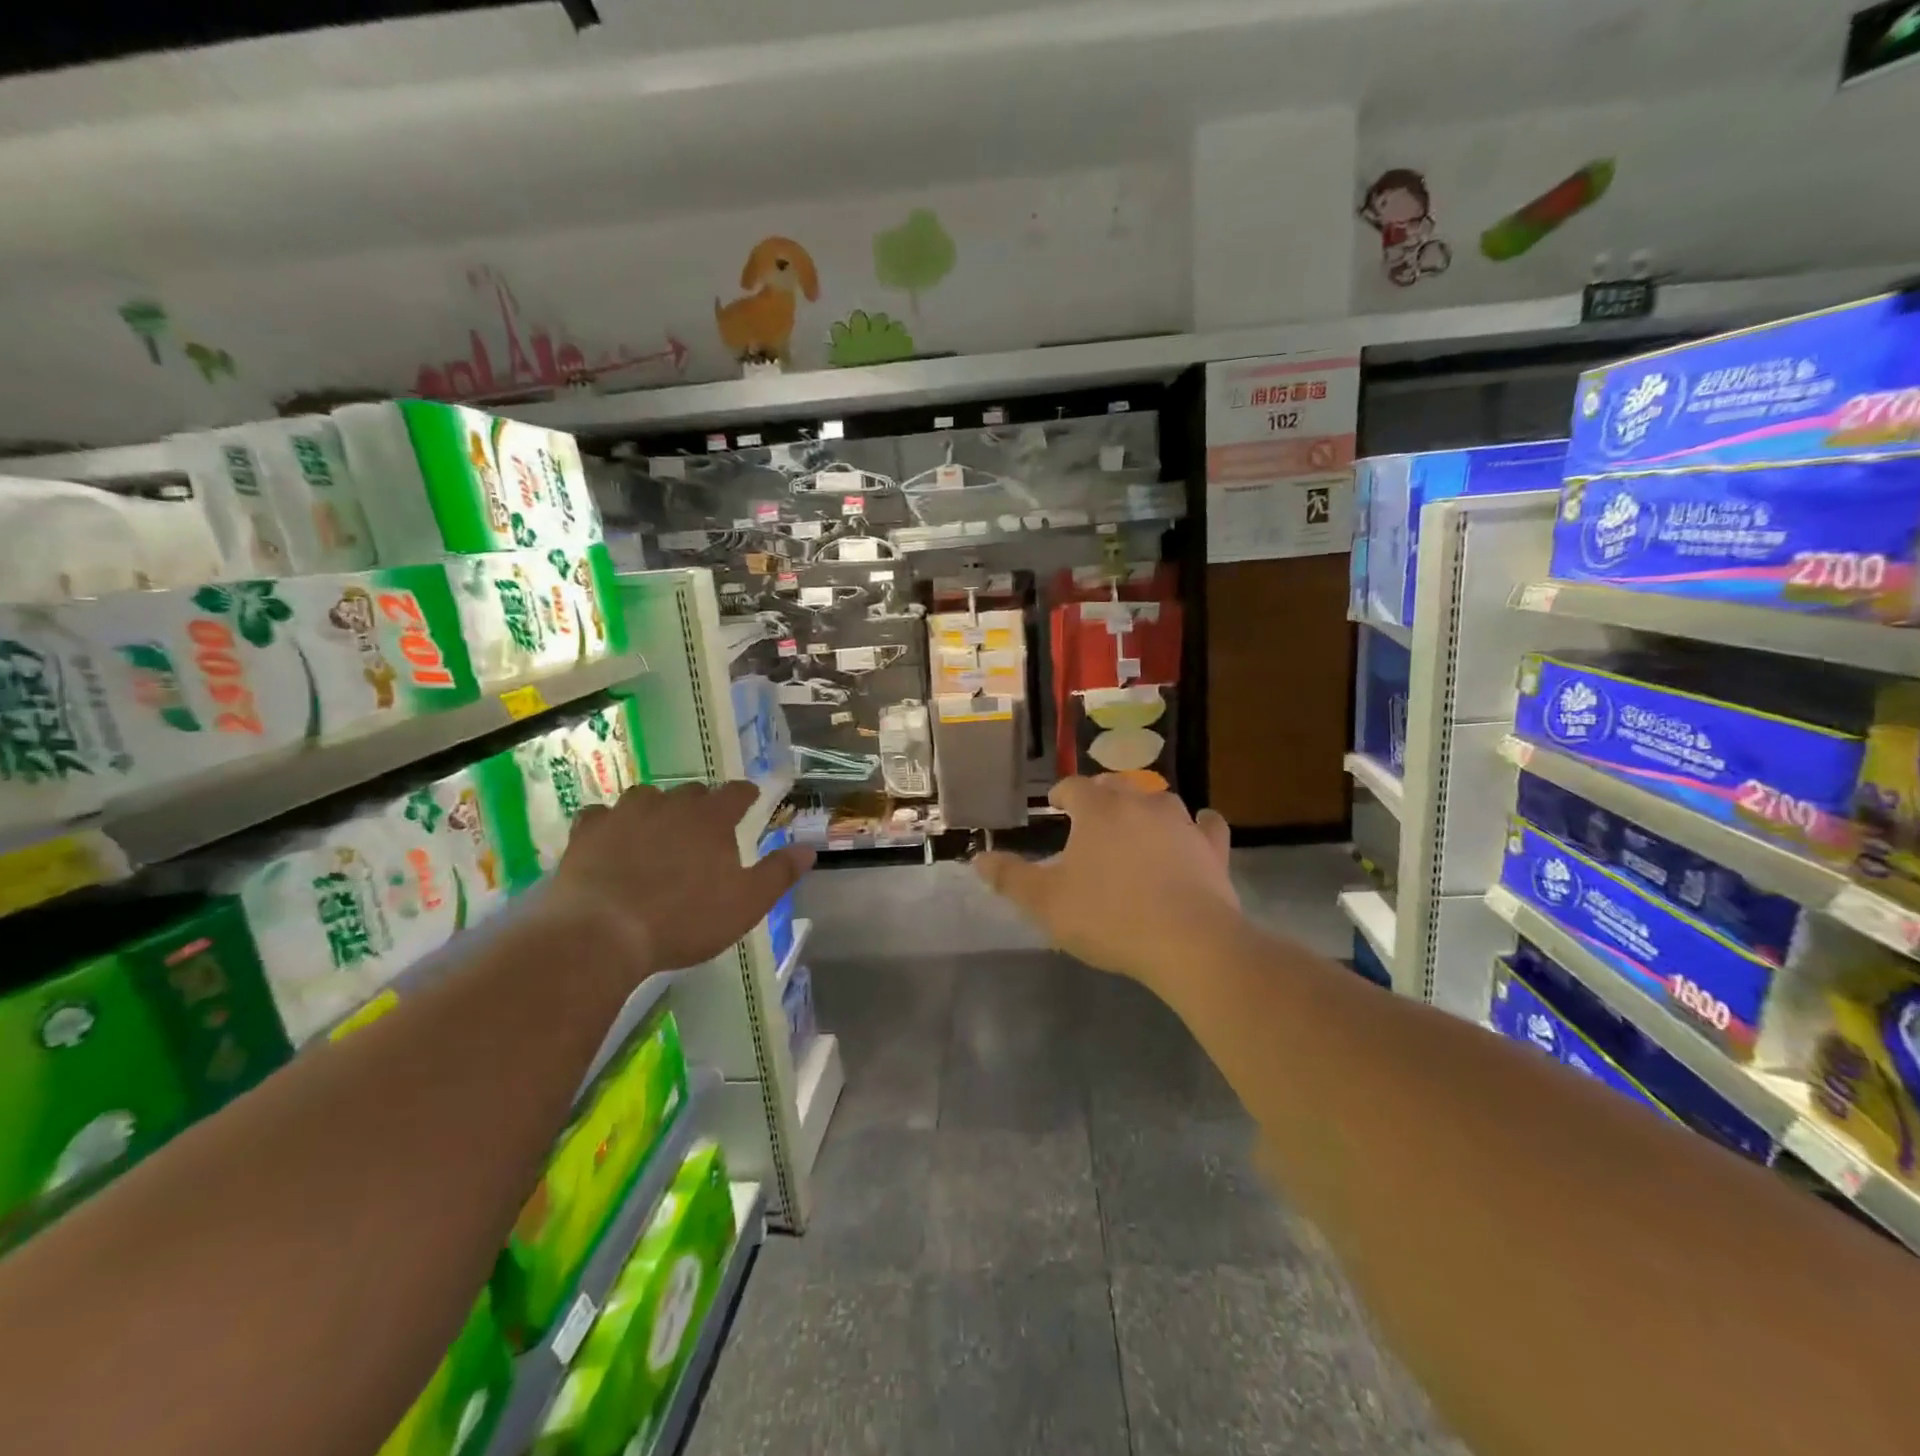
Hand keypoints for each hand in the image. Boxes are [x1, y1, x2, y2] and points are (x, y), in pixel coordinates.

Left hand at [553, 781, 813, 975]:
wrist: (602, 934)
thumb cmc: (685, 919)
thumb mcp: (746, 903)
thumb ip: (779, 873)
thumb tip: (808, 849)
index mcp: (711, 818)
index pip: (736, 793)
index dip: (745, 794)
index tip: (750, 798)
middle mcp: (670, 805)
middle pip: (692, 791)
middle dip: (701, 803)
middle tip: (704, 826)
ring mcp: (624, 815)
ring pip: (645, 797)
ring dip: (656, 808)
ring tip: (657, 829)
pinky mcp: (586, 833)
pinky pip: (600, 816)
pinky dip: (609, 824)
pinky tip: (609, 840)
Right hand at [974, 777, 1237, 990]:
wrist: (1188, 942)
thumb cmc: (1108, 917)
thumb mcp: (1045, 903)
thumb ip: (1010, 878)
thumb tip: (978, 857)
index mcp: (1098, 809)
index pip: (1074, 787)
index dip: (1062, 795)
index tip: (1056, 807)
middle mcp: (1141, 802)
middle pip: (1116, 786)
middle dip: (1100, 796)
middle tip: (1090, 818)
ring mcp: (1181, 822)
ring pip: (1158, 801)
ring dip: (1144, 808)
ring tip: (1134, 828)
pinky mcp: (1212, 847)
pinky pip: (1205, 825)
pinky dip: (1196, 826)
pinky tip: (1193, 834)